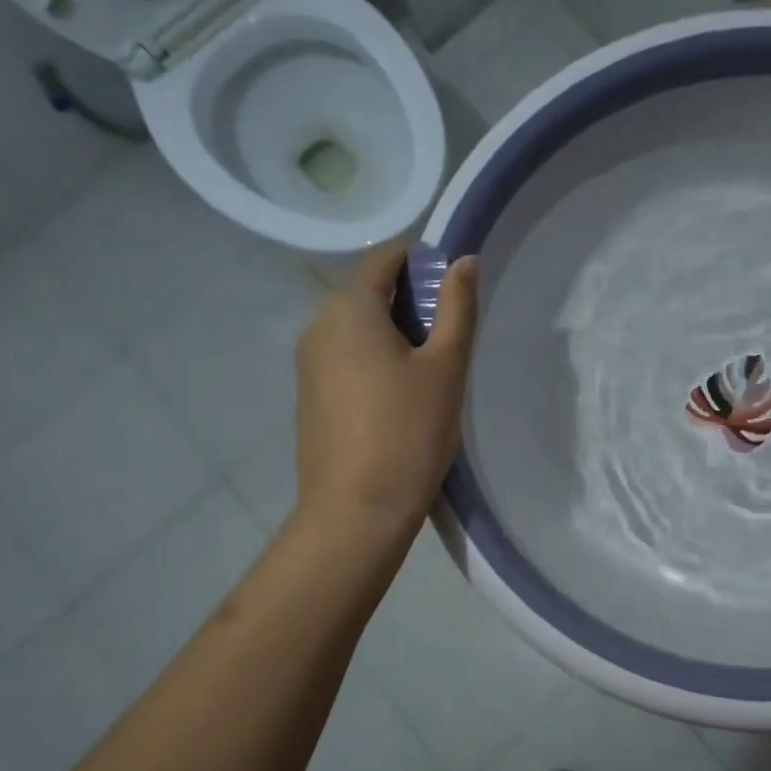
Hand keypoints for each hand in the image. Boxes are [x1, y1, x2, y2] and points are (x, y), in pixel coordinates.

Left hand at [294, 243, 479, 534]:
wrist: (356, 512)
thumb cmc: (408, 433)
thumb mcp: (445, 367)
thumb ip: (457, 308)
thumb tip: (464, 260)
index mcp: (348, 309)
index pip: (382, 258)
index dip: (420, 261)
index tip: (452, 287)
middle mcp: (318, 326)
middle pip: (366, 292)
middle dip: (409, 300)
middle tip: (449, 336)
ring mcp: (307, 364)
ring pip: (355, 327)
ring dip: (392, 332)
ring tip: (429, 370)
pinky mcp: (309, 396)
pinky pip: (344, 358)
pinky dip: (373, 359)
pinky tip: (398, 397)